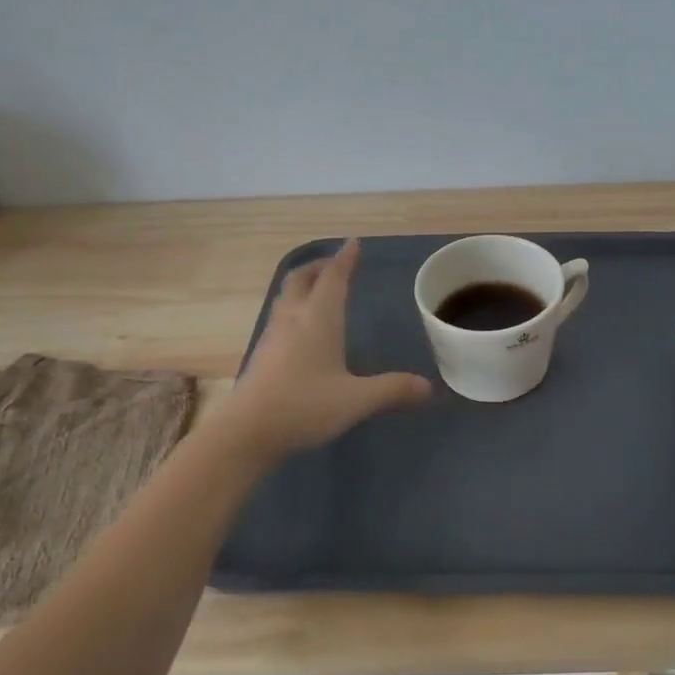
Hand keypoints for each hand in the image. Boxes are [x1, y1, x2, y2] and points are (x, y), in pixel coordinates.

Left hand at [217, 239, 431, 459]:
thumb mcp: (356, 400)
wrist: (246, 432)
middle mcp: (293, 319)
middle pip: (301, 280)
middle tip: (334, 265)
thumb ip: (392, 390)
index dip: (344, 260)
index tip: (353, 243)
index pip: (333, 278)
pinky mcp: (262, 356)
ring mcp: (273, 337)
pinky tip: (302, 331)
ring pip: (286, 298)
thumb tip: (428, 387)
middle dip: (318, 267)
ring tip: (318, 291)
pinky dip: (294, 309)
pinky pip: (280, 318)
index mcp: (318, 319)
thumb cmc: (304, 406)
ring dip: (303, 286)